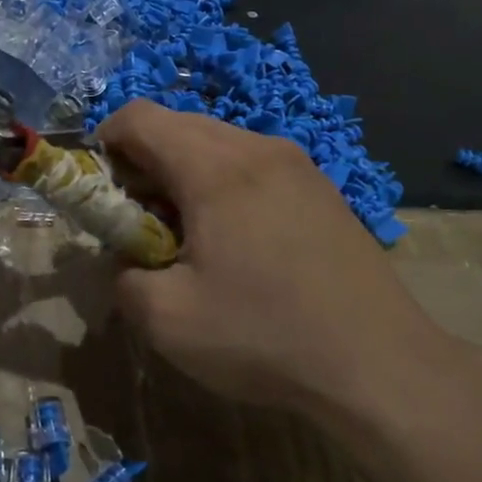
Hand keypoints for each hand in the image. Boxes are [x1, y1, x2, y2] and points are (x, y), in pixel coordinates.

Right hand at [98, 101, 479, 441]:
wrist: (381, 365)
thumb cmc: (265, 336)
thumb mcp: (166, 319)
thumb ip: (124, 278)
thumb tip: (129, 261)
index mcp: (216, 167)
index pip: (139, 117)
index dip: (104, 143)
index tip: (100, 192)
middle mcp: (258, 148)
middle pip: (178, 125)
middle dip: (142, 163)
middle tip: (139, 222)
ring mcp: (299, 165)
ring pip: (218, 143)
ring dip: (183, 174)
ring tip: (188, 236)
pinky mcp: (322, 189)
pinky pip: (253, 165)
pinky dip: (223, 185)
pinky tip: (236, 242)